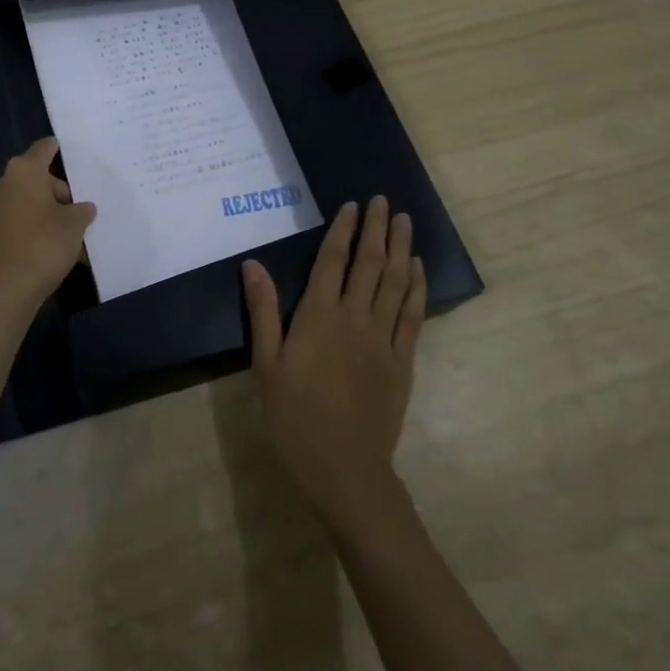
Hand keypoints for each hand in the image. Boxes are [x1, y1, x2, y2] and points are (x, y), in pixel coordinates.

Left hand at [0, 137, 97, 311]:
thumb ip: (82, 210)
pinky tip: (60, 245)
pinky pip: (25, 219)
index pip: (45, 147)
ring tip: (77, 230)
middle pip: (40, 176)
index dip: (62, 149)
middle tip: (84, 207)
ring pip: (33, 199)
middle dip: (62, 190)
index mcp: (24, 170)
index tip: (80, 156)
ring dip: (52, 210)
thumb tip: (82, 208)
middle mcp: (7, 183)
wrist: (9, 288)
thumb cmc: (44, 243)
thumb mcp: (75, 224)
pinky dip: (41, 225)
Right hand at [242, 197, 424, 526]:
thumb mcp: (266, 366)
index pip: (333, 261)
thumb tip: (253, 265)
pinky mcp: (403, 361)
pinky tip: (416, 269)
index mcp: (319, 317)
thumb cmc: (295, 418)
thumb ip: (263, 312)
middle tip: (382, 201)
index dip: (343, 230)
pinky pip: (411, 315)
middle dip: (376, 229)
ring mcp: (383, 339)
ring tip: (403, 220)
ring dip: (399, 248)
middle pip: (369, 264)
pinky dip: (416, 287)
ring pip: (395, 282)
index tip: (352, 205)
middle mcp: (355, 318)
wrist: (345, 470)